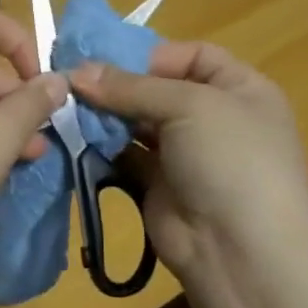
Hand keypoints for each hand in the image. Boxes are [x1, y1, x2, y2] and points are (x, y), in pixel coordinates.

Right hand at [70, 43, 307, 280]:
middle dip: (118, 85)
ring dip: (105, 115)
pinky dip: (102, 146)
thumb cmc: (230, 160)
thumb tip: (76, 72)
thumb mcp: (189, 106)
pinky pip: (125, 155)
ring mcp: (186, 153)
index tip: (109, 61)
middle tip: (72, 83)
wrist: (240, 252)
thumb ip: (131, 87)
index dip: (153, 55)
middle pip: (158, 88)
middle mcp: (214, 118)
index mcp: (240, 90)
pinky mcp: (159, 184)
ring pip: (137, 122)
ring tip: (67, 108)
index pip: (193, 56)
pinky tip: (75, 138)